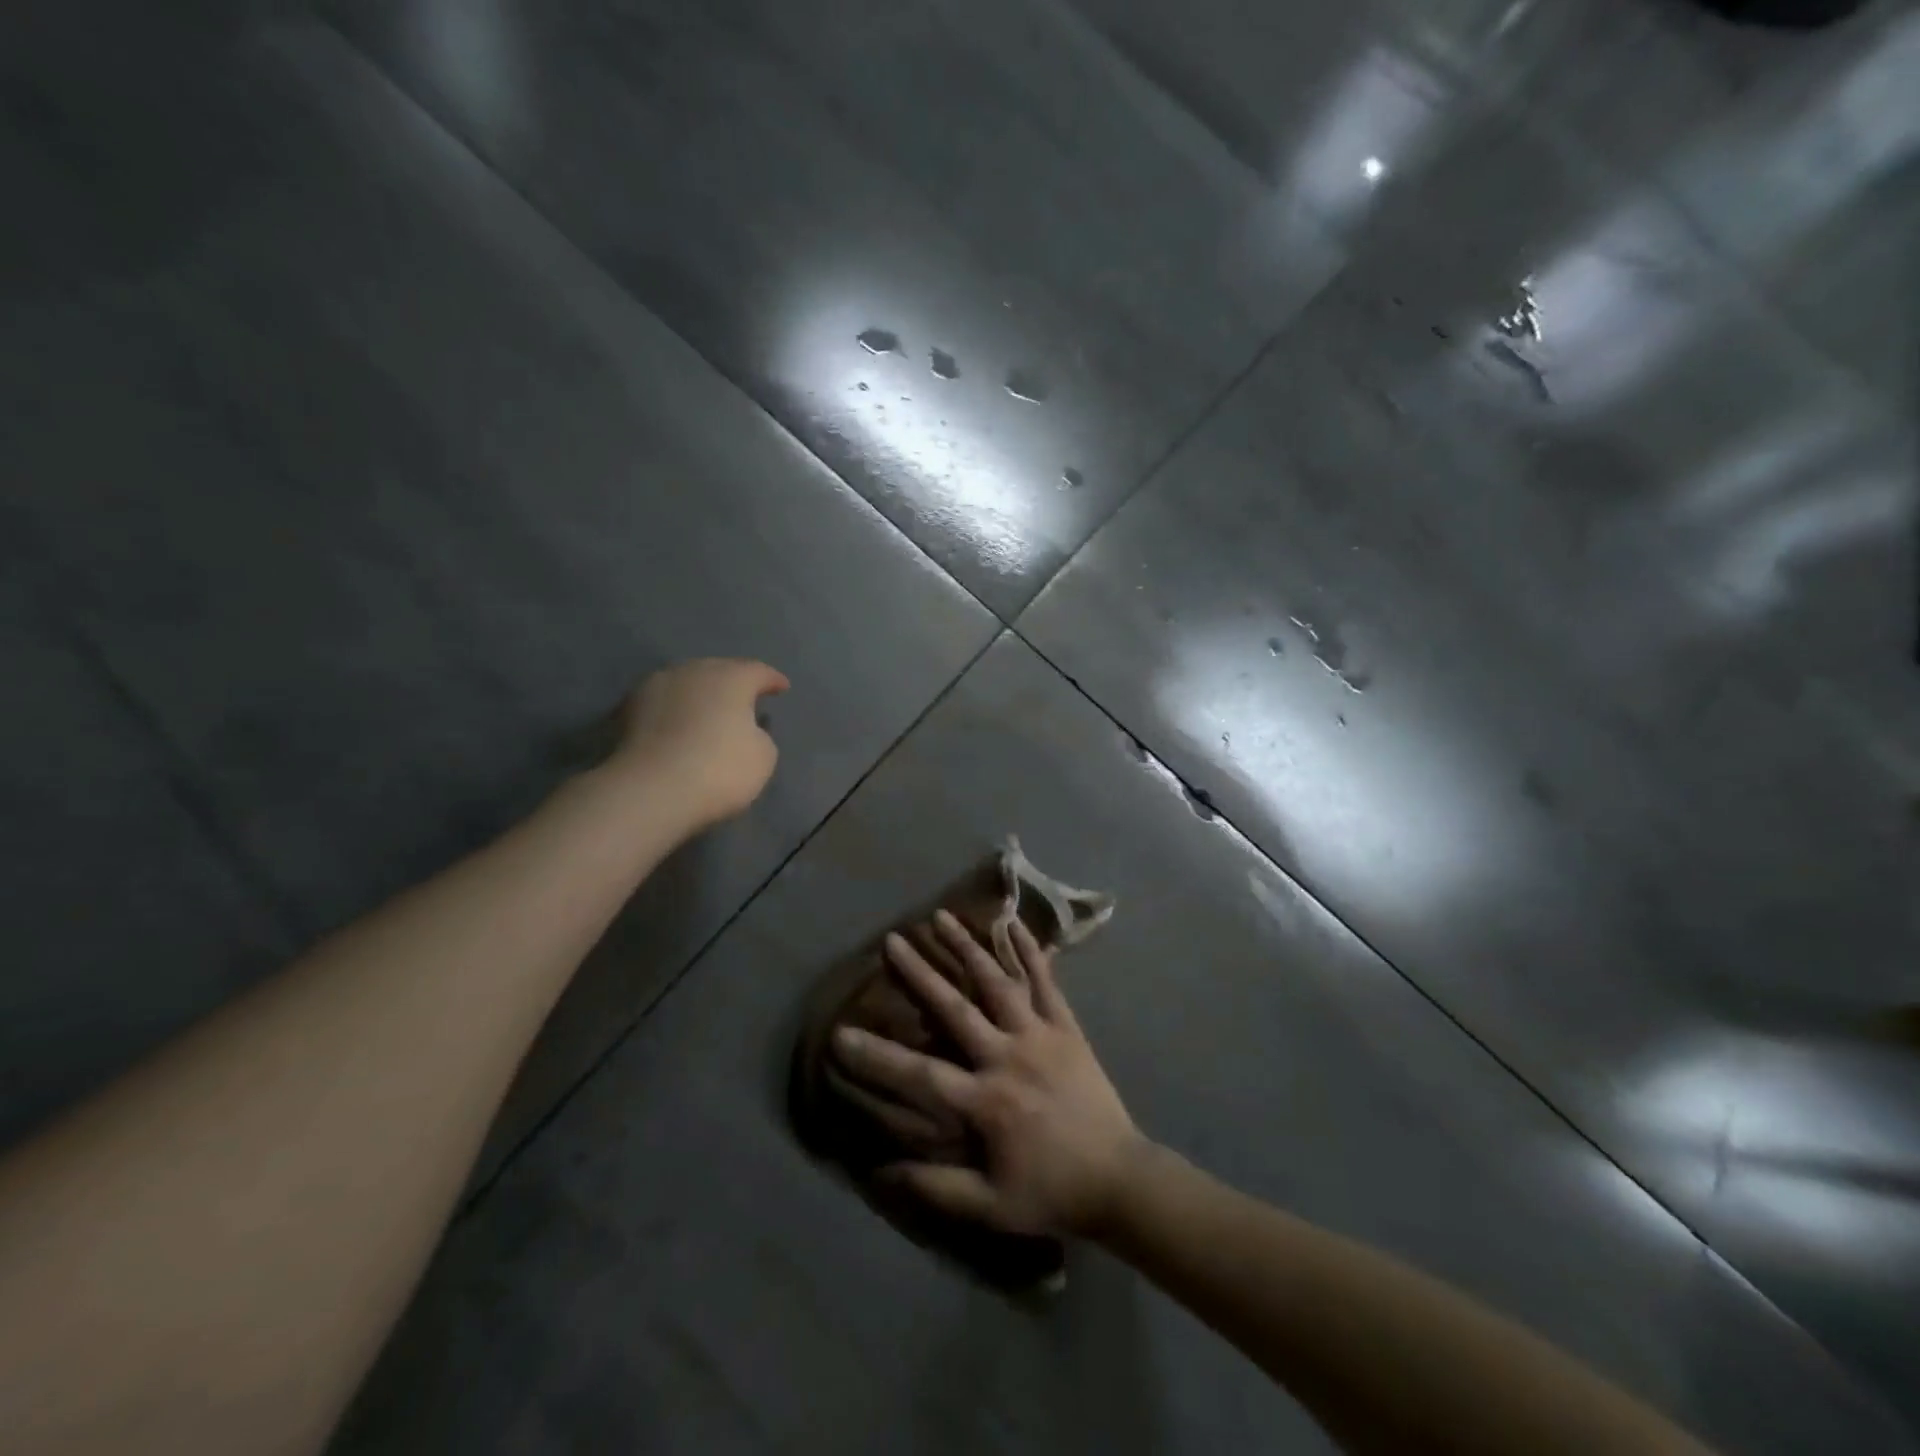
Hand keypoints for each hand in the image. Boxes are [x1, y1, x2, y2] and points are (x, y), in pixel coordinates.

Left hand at [610, 659, 788, 829]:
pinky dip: (675, 712)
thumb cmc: (719, 769)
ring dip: (700, 696)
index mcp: (731, 677)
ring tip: (709, 713)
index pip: (758, 671)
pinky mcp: (627, 710)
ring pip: (687, 684)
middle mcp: (693, 671)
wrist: (650, 791)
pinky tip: (679, 726)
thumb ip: (759, 735)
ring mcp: (656, 687)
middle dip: (733, 683)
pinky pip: (663, 704)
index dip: (772, 680)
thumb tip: (744, 730)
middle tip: (744, 700)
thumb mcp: (763, 757)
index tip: (781, 688)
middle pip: (719, 671)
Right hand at [833, 910, 1145, 1237]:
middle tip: (892, 941)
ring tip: (941, 917)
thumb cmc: (1051, 1192)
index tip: (841, 1035)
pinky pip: (1046, 981)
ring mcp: (1040, 1035)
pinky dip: (1030, 950)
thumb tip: (879, 1172)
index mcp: (985, 1101)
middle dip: (920, 973)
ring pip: (998, 981)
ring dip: (967, 947)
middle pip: (955, 1007)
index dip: (877, 1057)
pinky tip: (1013, 922)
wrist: (1119, 1180)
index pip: (920, 1074)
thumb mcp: (990, 1206)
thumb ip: (935, 1187)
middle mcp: (1008, 1056)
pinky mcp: (1066, 1027)